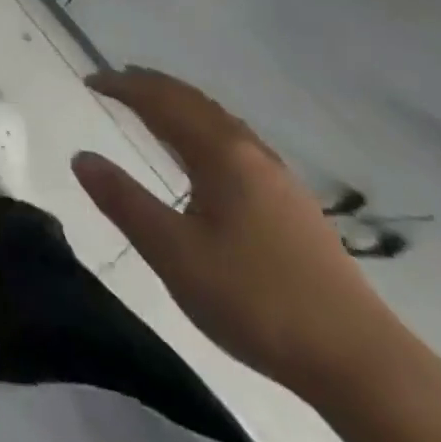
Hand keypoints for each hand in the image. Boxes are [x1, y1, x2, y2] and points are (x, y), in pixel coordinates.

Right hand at [73, 68, 406, 396]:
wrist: (359, 361)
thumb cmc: (256, 301)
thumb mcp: (174, 254)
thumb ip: (124, 201)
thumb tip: (81, 157)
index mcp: (221, 154)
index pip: (162, 101)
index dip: (124, 86)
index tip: (90, 80)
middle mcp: (250, 151)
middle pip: (193, 101)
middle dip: (152, 85)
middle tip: (116, 81)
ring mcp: (278, 177)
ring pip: (219, 120)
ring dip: (180, 104)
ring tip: (153, 106)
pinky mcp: (294, 204)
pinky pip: (236, 141)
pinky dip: (204, 127)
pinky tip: (205, 154)